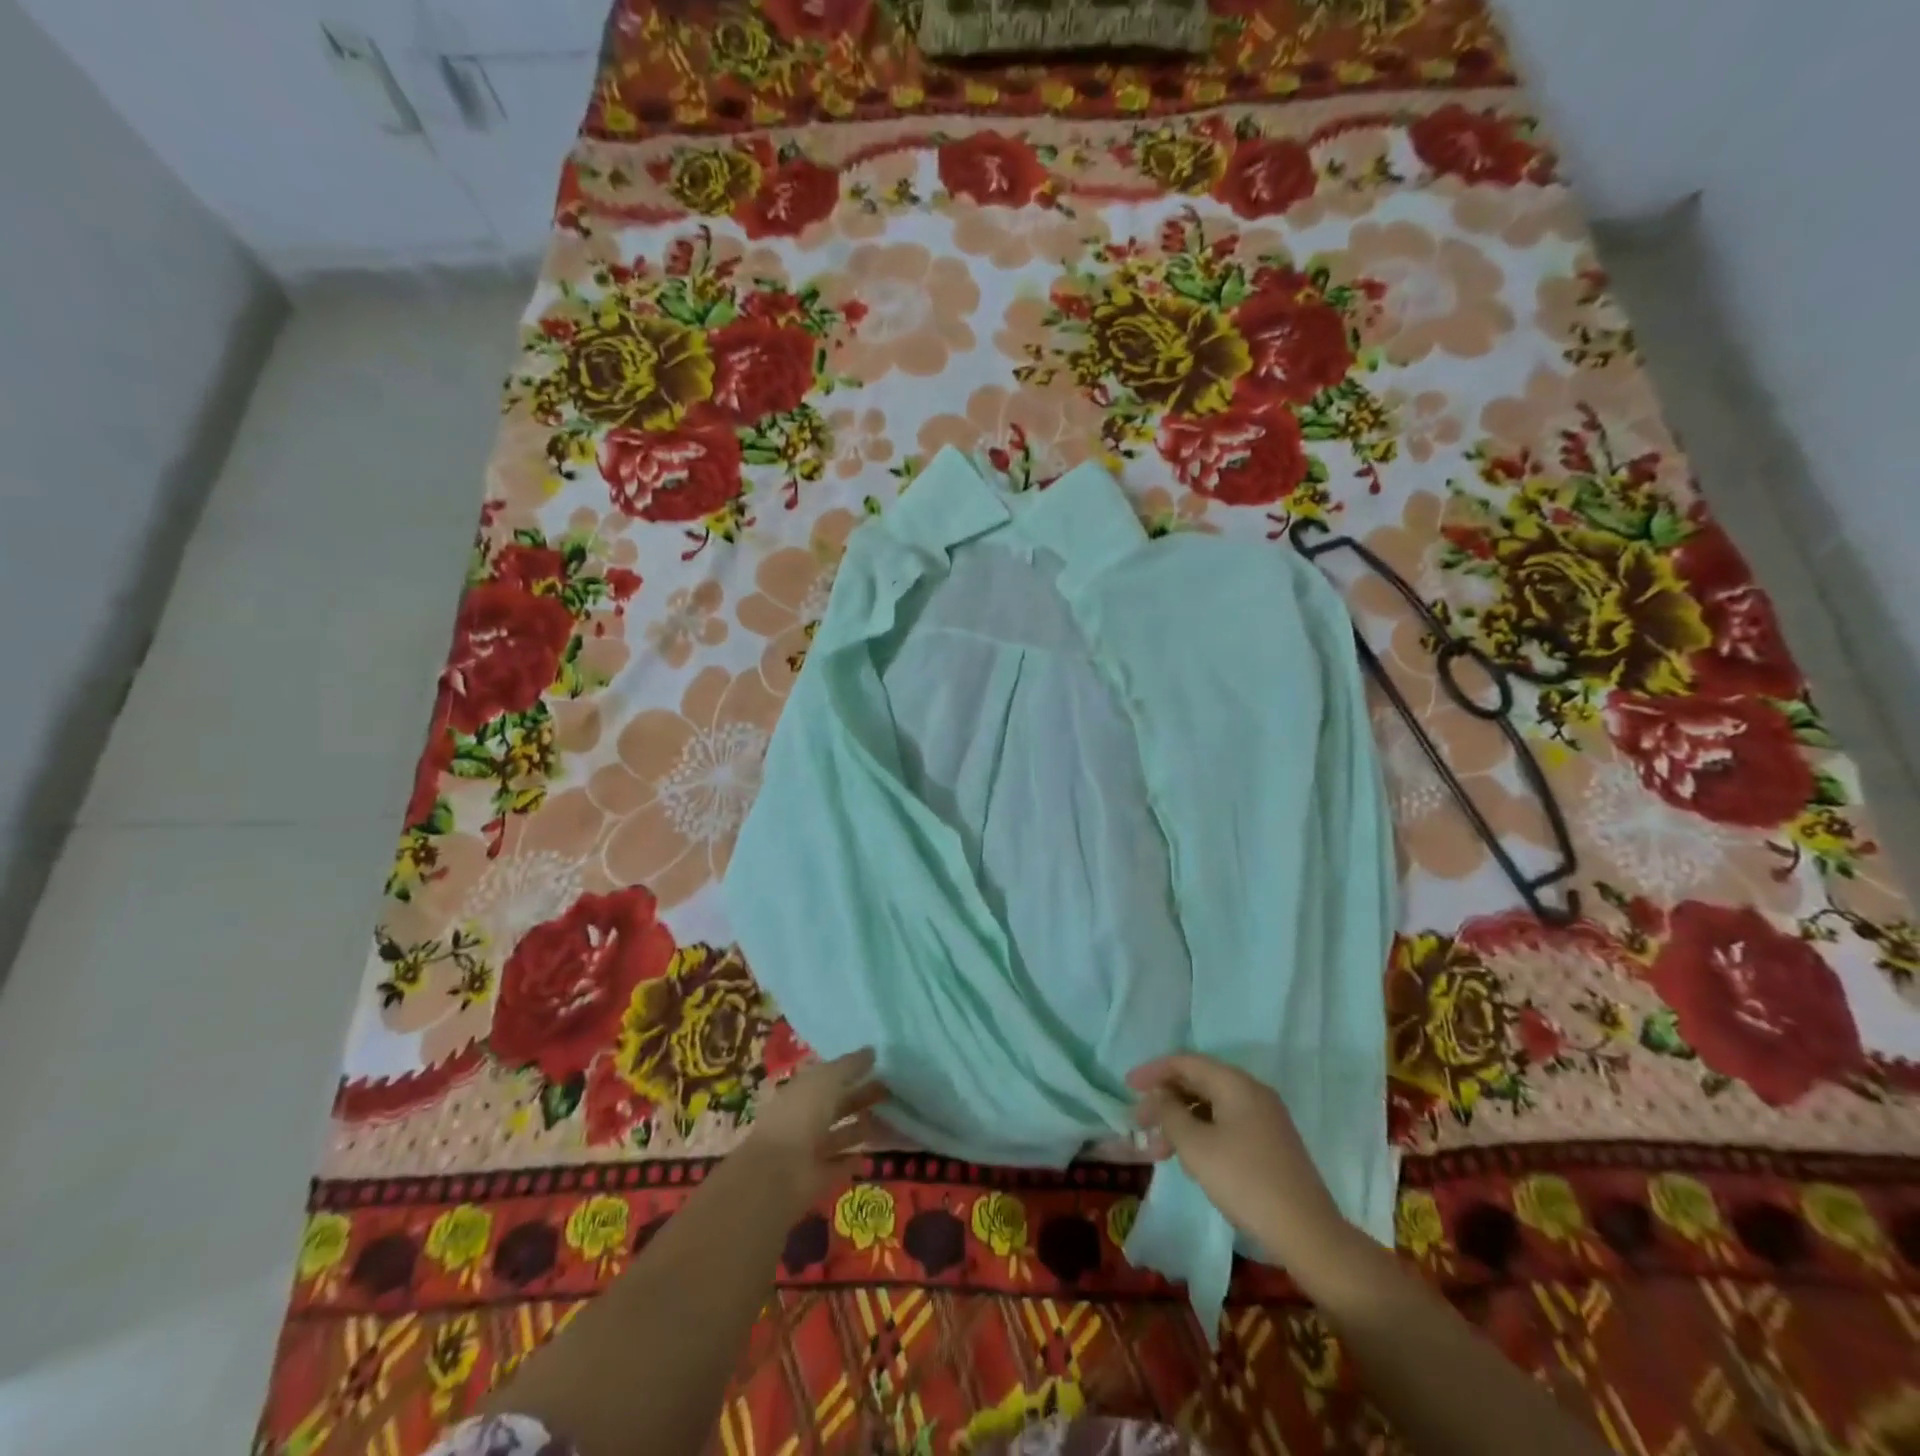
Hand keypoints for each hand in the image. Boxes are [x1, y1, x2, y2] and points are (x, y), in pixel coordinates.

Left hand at [744, 1048, 888, 1204]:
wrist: (779, 1174)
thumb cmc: (801, 1114)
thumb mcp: (827, 1079)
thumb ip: (850, 1065)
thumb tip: (872, 1051)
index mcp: (802, 1088)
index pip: (829, 1073)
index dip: (852, 1067)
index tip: (880, 1062)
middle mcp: (806, 1115)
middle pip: (838, 1102)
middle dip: (864, 1095)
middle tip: (893, 1089)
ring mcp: (812, 1147)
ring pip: (843, 1131)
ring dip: (866, 1125)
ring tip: (895, 1117)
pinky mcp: (819, 1176)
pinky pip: (843, 1162)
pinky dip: (859, 1156)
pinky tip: (878, 1149)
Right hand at [1128, 1053, 1350, 1266]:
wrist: (1308, 1234)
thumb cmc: (1245, 1182)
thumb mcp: (1196, 1147)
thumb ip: (1170, 1114)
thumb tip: (1160, 1096)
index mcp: (1236, 1084)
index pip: (1186, 1062)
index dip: (1153, 1071)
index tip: (1127, 1087)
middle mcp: (1252, 1092)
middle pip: (1199, 1082)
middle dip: (1165, 1100)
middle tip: (1140, 1123)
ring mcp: (1265, 1118)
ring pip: (1212, 1106)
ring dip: (1181, 1121)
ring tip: (1159, 1150)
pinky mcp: (1270, 1143)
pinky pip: (1226, 1124)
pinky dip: (1202, 1133)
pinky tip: (1190, 1159)